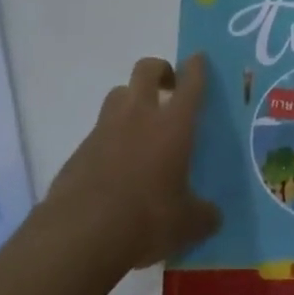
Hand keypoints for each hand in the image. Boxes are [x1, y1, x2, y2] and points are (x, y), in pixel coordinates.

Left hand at [44, 54, 220, 274]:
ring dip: (131, 100)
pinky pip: (99, 131)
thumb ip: (202, 215)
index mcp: (172, 126)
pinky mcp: (80, 149)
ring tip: (140, 126)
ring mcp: (105, 129)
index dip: (195, 68)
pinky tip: (115, 167)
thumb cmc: (145, 220)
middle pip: (146, 70)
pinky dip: (110, 138)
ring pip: (119, 94)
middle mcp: (138, 116)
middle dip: (159, 70)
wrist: (80, 235)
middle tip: (168, 87)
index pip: (189, 84)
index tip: (197, 59)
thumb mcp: (185, 225)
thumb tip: (213, 216)